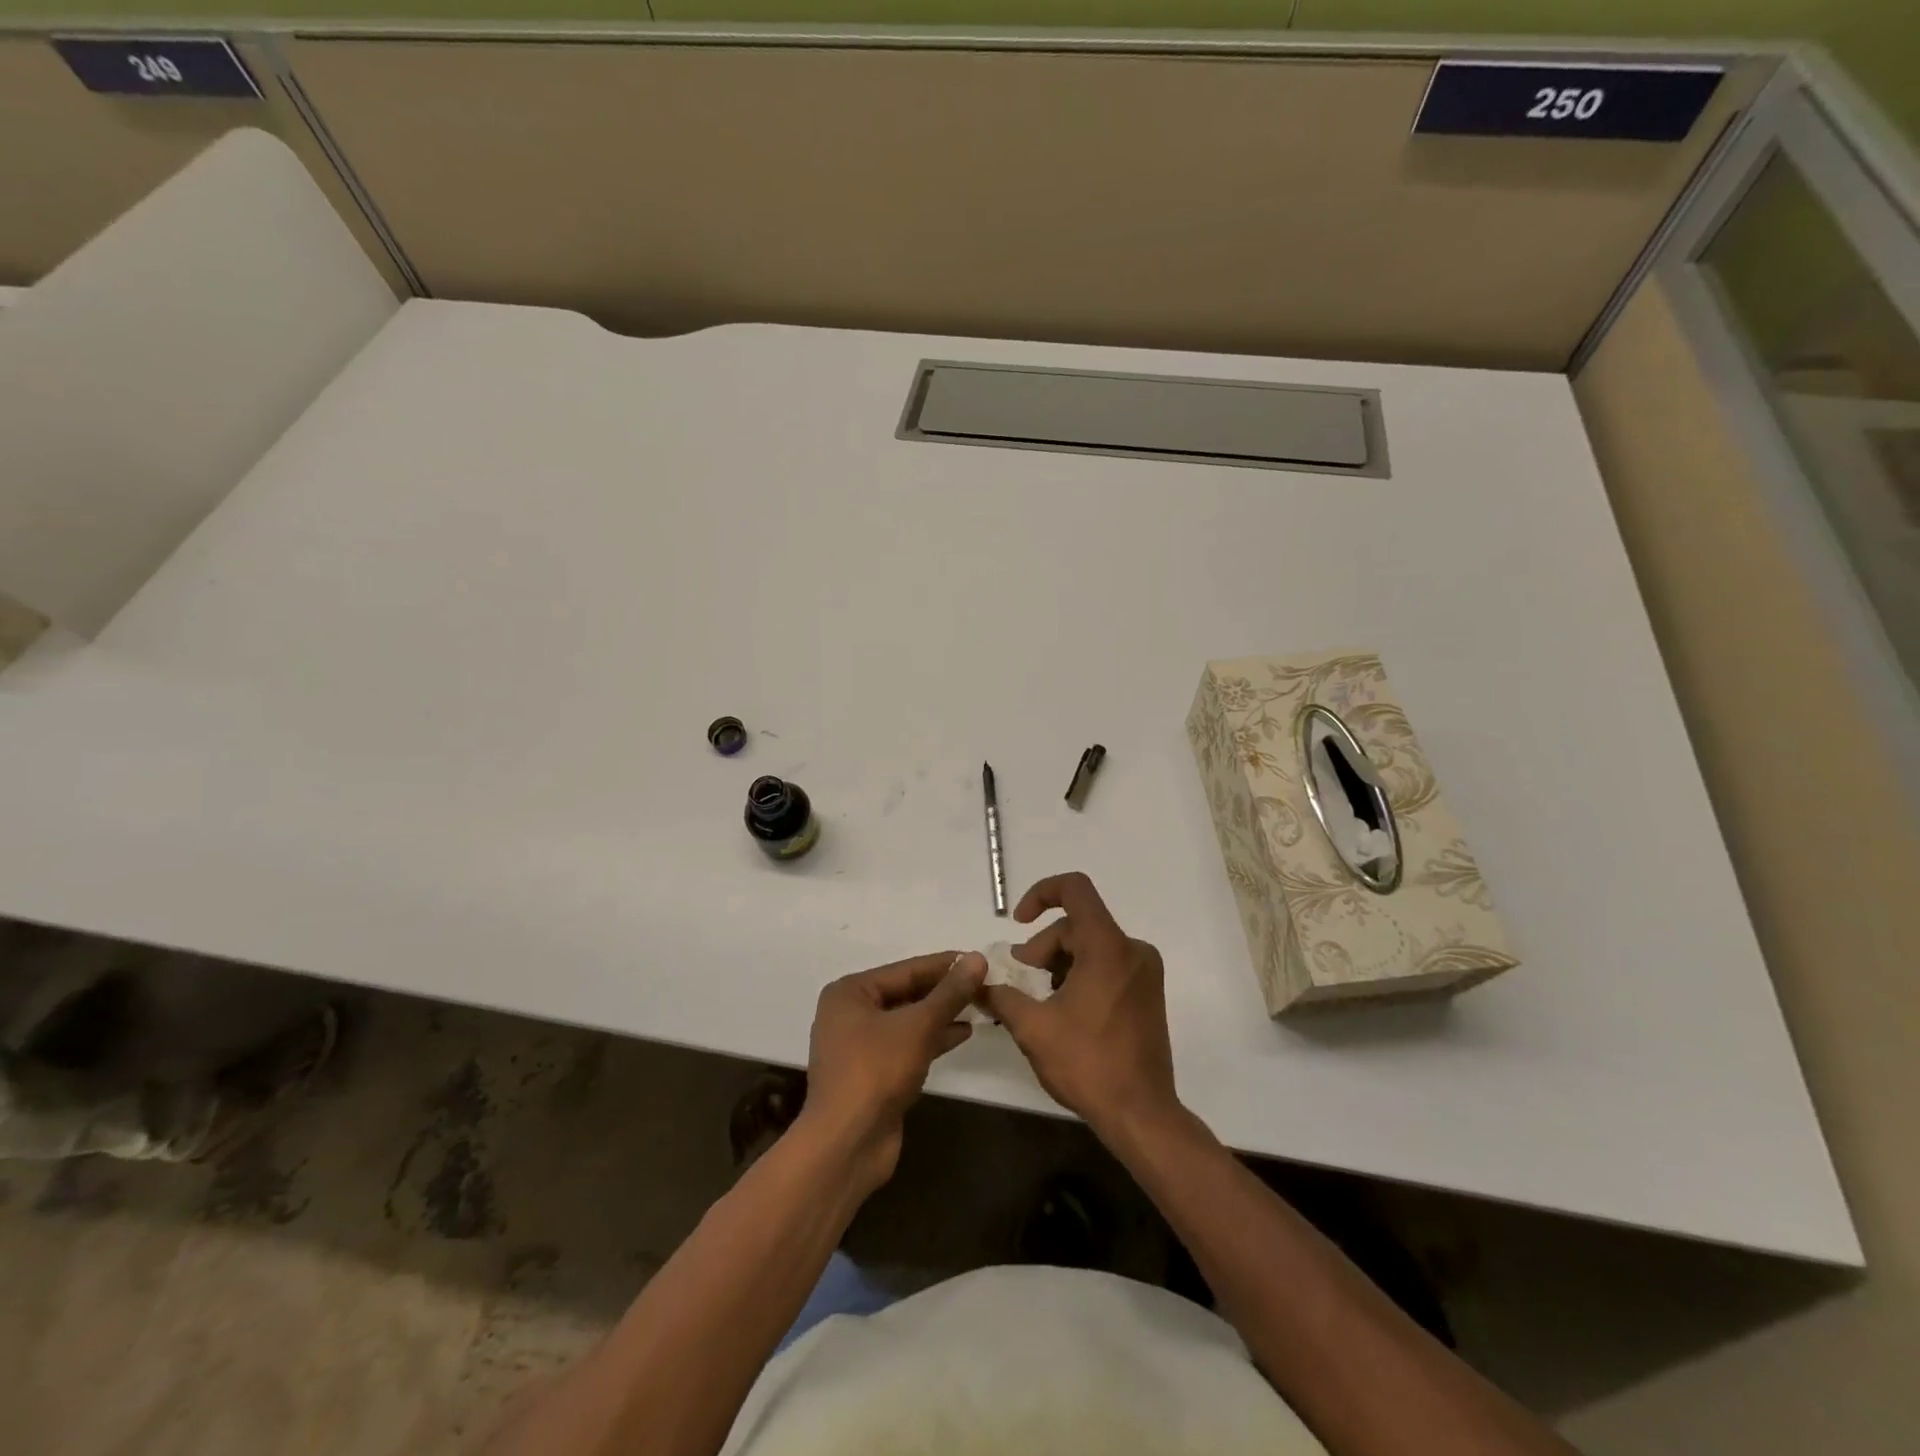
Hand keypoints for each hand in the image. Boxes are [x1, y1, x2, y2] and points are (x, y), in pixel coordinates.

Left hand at [801, 951, 986, 1194]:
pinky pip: (907, 1044)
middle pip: (906, 993)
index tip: (979, 958)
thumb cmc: (876, 1071)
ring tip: (980, 1004)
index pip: (906, 969)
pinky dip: (932, 1038)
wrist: (847, 1144)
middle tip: (984, 982)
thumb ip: (950, 993)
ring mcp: (860, 1045)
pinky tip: (963, 1032)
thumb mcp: (918, 1026)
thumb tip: (978, 958)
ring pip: (908, 1020)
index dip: (945, 964)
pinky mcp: (873, 1073)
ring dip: (941, 1014)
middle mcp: (850, 1013)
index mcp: (850, 992)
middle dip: (944, 990)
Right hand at [981, 873, 1181, 1143]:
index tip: (1018, 923)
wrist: (1142, 1114)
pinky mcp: (1148, 993)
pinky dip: (1081, 974)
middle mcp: (1132, 950)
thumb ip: (1001, 996)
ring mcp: (1145, 972)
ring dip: (1060, 963)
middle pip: (1078, 925)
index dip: (1041, 894)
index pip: (1075, 889)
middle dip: (1043, 946)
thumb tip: (978, 982)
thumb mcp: (1032, 1028)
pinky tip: (1064, 1009)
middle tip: (1021, 981)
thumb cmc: (1087, 1064)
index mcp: (1108, 947)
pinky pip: (1108, 964)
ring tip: (1040, 999)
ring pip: (1092, 946)